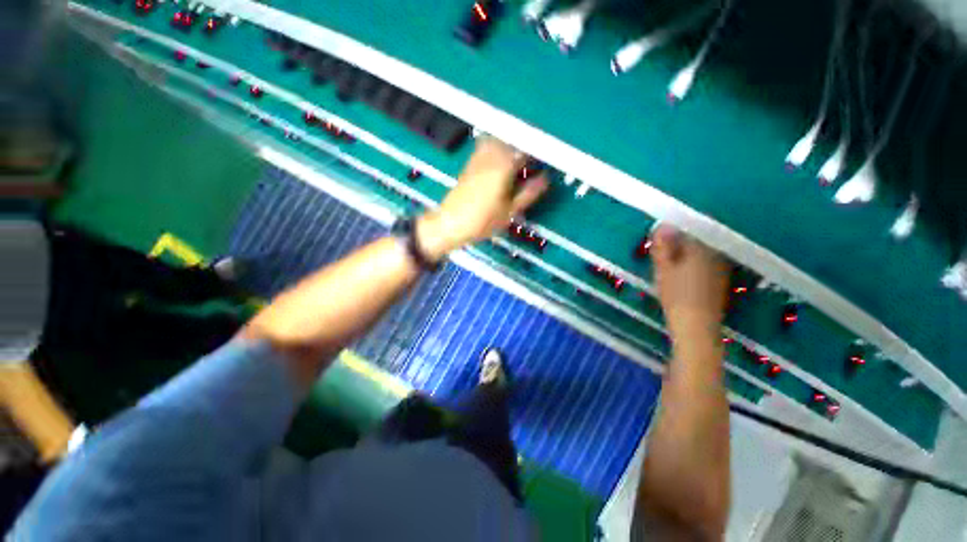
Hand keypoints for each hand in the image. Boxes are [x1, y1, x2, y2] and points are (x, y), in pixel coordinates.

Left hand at [417, 137, 547, 259]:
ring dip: (507, 147)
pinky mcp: (468, 164)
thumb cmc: (483, 220)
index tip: (541, 163)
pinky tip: (497, 165)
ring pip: (496, 141)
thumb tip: (545, 180)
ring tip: (513, 163)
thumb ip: (529, 193)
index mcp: (503, 166)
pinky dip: (494, 150)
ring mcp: (477, 158)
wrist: (452, 223)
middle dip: (521, 148)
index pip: (524, 150)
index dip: (535, 154)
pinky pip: (484, 148)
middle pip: (510, 141)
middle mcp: (490, 156)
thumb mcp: (510, 211)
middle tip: (528, 163)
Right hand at [650, 225, 730, 339]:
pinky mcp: (721, 280)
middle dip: (681, 241)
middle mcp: (716, 254)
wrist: (696, 325)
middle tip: (663, 249)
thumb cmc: (676, 294)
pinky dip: (694, 263)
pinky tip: (683, 272)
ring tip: (670, 260)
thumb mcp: (662, 269)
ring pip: (703, 251)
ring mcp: (722, 268)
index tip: (660, 235)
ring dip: (687, 252)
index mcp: (701, 248)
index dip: (674, 229)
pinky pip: (707, 263)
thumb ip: (663, 246)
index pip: (690, 228)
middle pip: (698, 239)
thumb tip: (663, 225)